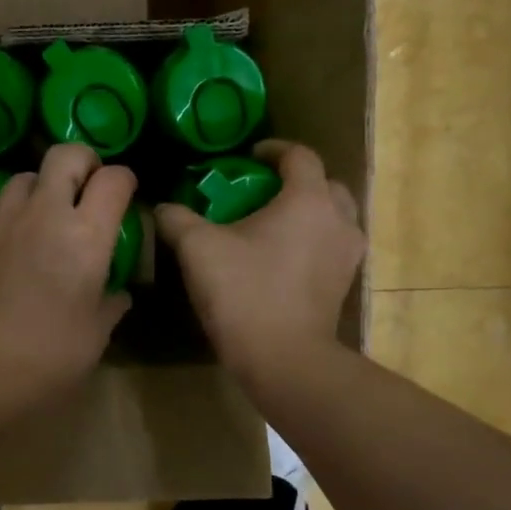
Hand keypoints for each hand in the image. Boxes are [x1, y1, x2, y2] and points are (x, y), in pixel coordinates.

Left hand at [0, 144, 134, 418]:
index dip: (126, 179)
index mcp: (85, 238)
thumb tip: (117, 292)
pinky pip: (0, 211)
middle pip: (65, 155)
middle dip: (84, 161)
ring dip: (45, 185)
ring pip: (25, 176)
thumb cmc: (49, 361)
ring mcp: (2, 225)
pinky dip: (17, 217)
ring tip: (51, 215)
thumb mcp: (95, 335)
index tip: (127, 196)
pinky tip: (19, 250)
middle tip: (90, 187)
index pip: (114, 179)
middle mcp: (44, 217)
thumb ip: (111, 302)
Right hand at [156, 140, 363, 383]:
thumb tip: (162, 207)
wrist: (283, 359)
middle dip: (296, 181)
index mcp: (308, 200)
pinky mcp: (344, 284)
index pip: (300, 156)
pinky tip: (282, 258)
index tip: (248, 157)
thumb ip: (178, 219)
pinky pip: (332, 246)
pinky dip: (313, 241)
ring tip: (273, 224)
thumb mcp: (198, 250)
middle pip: (325, 184)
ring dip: (309, 212)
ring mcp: (347, 255)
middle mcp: (338, 220)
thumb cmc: (244, 293)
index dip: (273, 150)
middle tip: (262, 192)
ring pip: (334, 217)